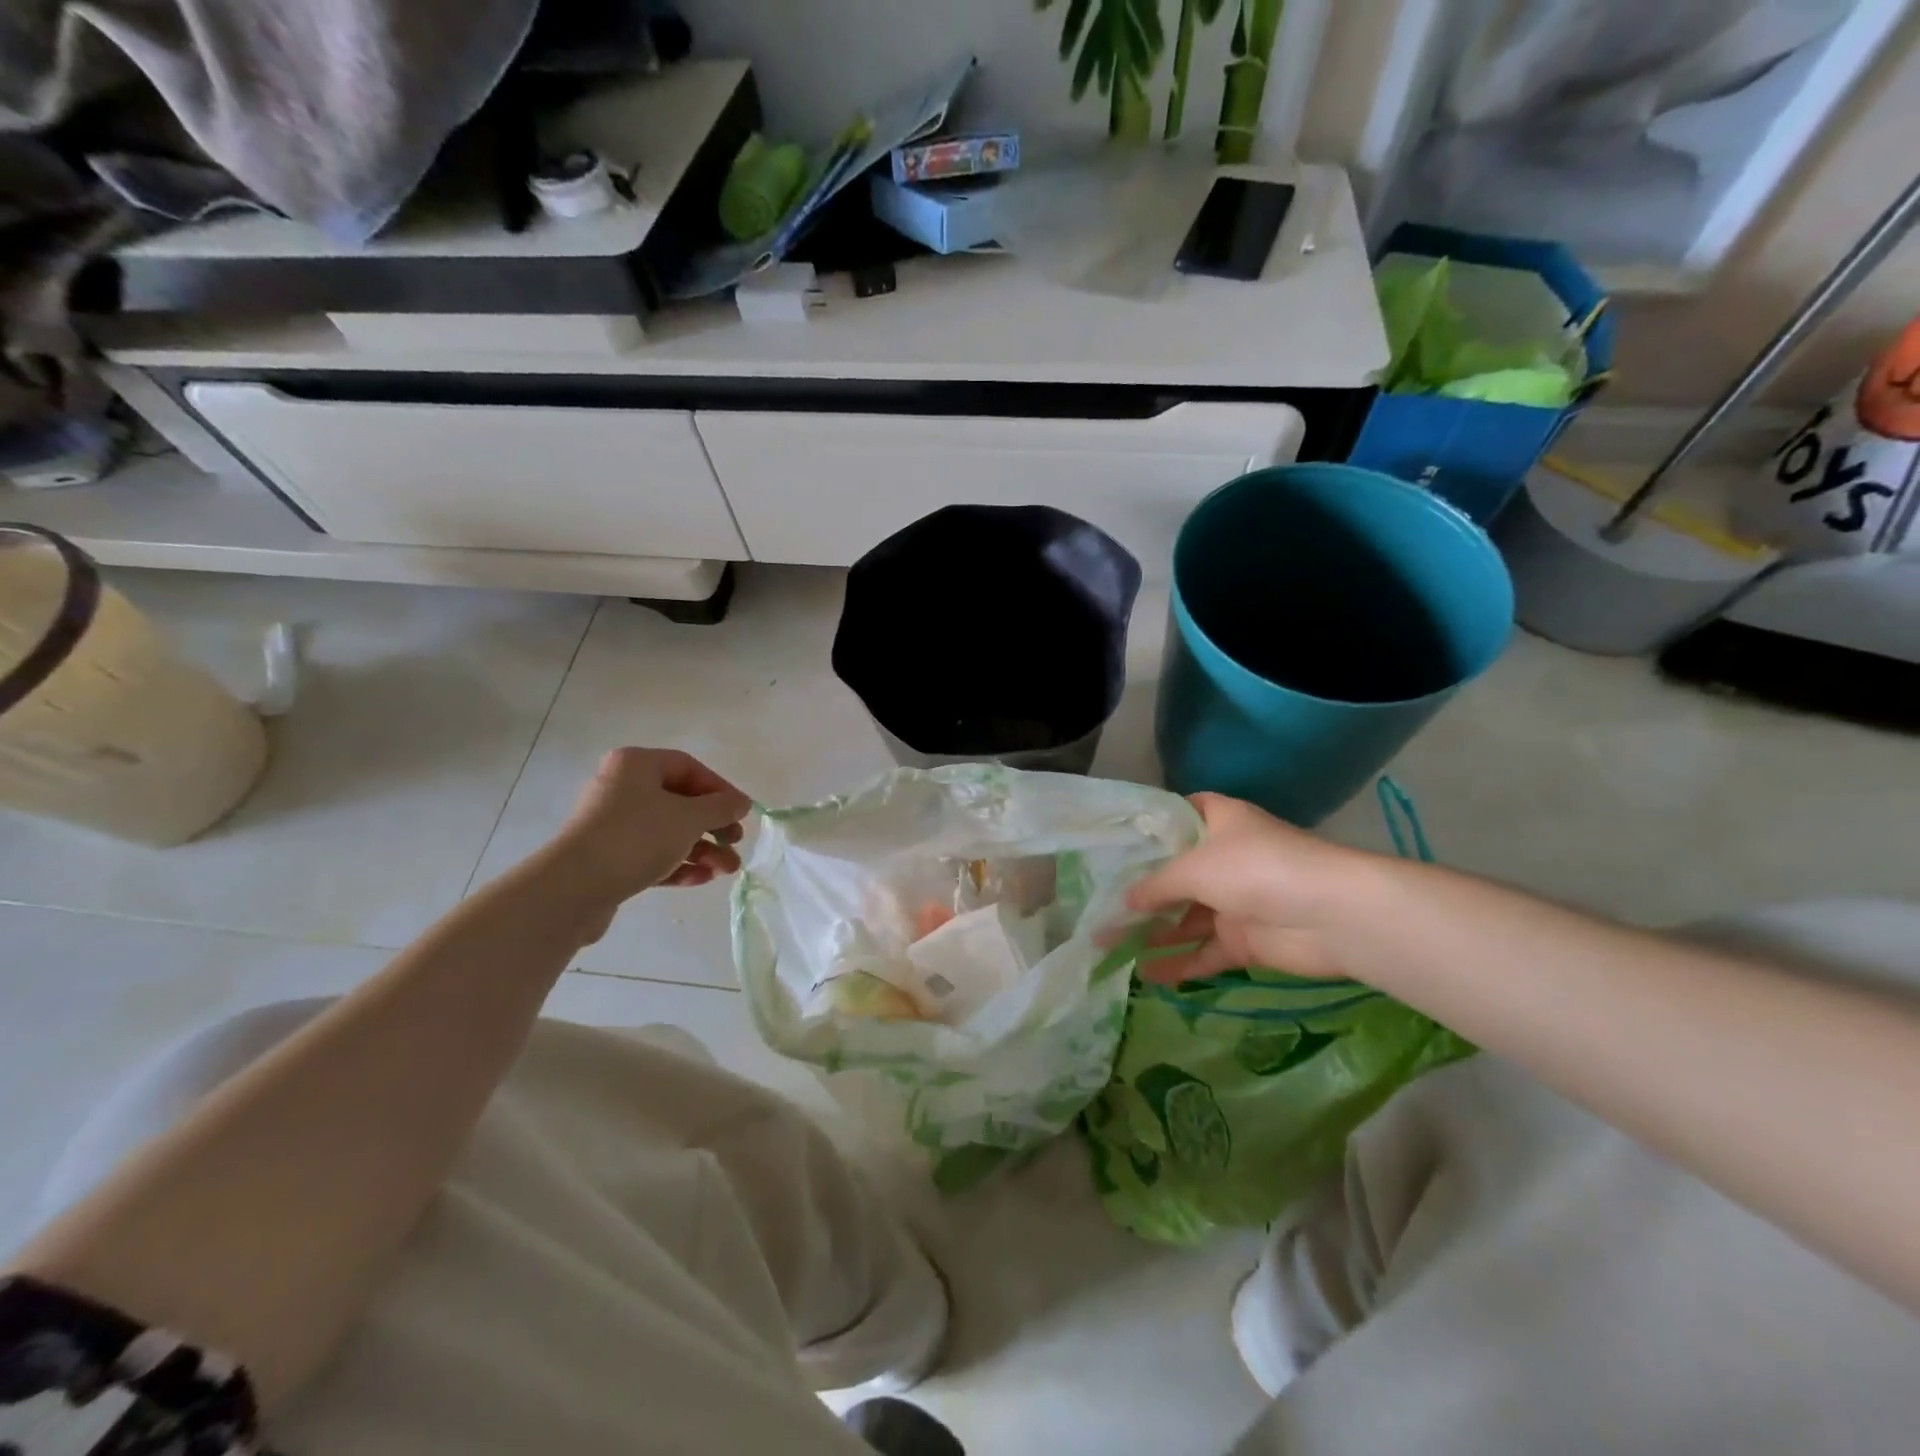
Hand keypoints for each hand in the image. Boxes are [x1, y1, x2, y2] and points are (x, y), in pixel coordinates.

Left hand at [551, 749, 752, 921]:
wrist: (574, 887)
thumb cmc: (636, 838)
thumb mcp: (689, 818)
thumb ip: (720, 807)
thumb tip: (741, 803)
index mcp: (636, 765)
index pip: (690, 768)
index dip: (721, 790)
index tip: (742, 813)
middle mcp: (621, 788)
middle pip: (680, 801)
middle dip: (713, 826)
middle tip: (735, 842)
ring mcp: (612, 824)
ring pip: (669, 831)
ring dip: (702, 849)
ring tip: (727, 870)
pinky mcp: (609, 857)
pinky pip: (652, 854)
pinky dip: (679, 864)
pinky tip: (702, 879)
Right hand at [1125, 793, 1381, 982]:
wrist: (1330, 915)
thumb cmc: (1255, 868)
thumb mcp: (1193, 868)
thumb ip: (1155, 886)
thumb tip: (1123, 902)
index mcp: (1219, 822)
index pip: (1180, 816)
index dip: (1152, 827)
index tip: (1117, 842)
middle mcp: (1226, 858)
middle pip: (1176, 874)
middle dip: (1142, 892)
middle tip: (1100, 906)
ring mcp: (1236, 901)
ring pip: (1186, 917)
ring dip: (1154, 932)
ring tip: (1110, 947)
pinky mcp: (1245, 940)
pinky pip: (1204, 952)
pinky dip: (1180, 964)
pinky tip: (1147, 976)